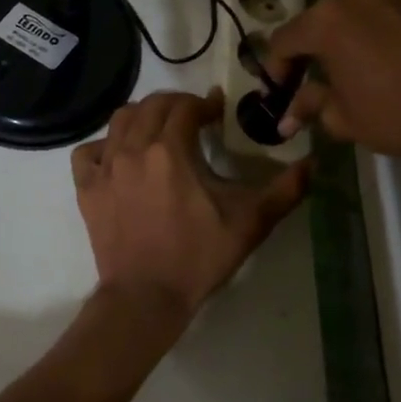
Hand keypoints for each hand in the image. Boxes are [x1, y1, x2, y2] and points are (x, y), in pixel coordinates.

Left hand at [71, 90, 307, 327]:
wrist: (145, 297)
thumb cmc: (198, 257)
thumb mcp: (248, 223)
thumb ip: (284, 190)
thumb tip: (314, 163)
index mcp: (170, 150)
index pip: (186, 107)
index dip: (205, 104)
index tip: (218, 112)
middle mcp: (133, 149)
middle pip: (151, 106)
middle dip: (175, 104)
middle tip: (193, 117)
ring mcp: (105, 168)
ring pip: (119, 121)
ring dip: (142, 116)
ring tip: (159, 129)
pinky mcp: (87, 189)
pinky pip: (89, 152)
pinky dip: (104, 145)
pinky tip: (119, 156)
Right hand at [265, 0, 400, 166]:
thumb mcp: (345, 118)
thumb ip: (309, 106)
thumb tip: (286, 116)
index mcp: (325, 20)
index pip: (283, 41)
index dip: (275, 70)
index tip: (278, 94)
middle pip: (316, 22)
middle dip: (309, 53)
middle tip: (310, 83)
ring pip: (350, 13)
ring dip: (342, 39)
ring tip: (350, 70)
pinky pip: (381, 11)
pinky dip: (374, 31)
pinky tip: (384, 59)